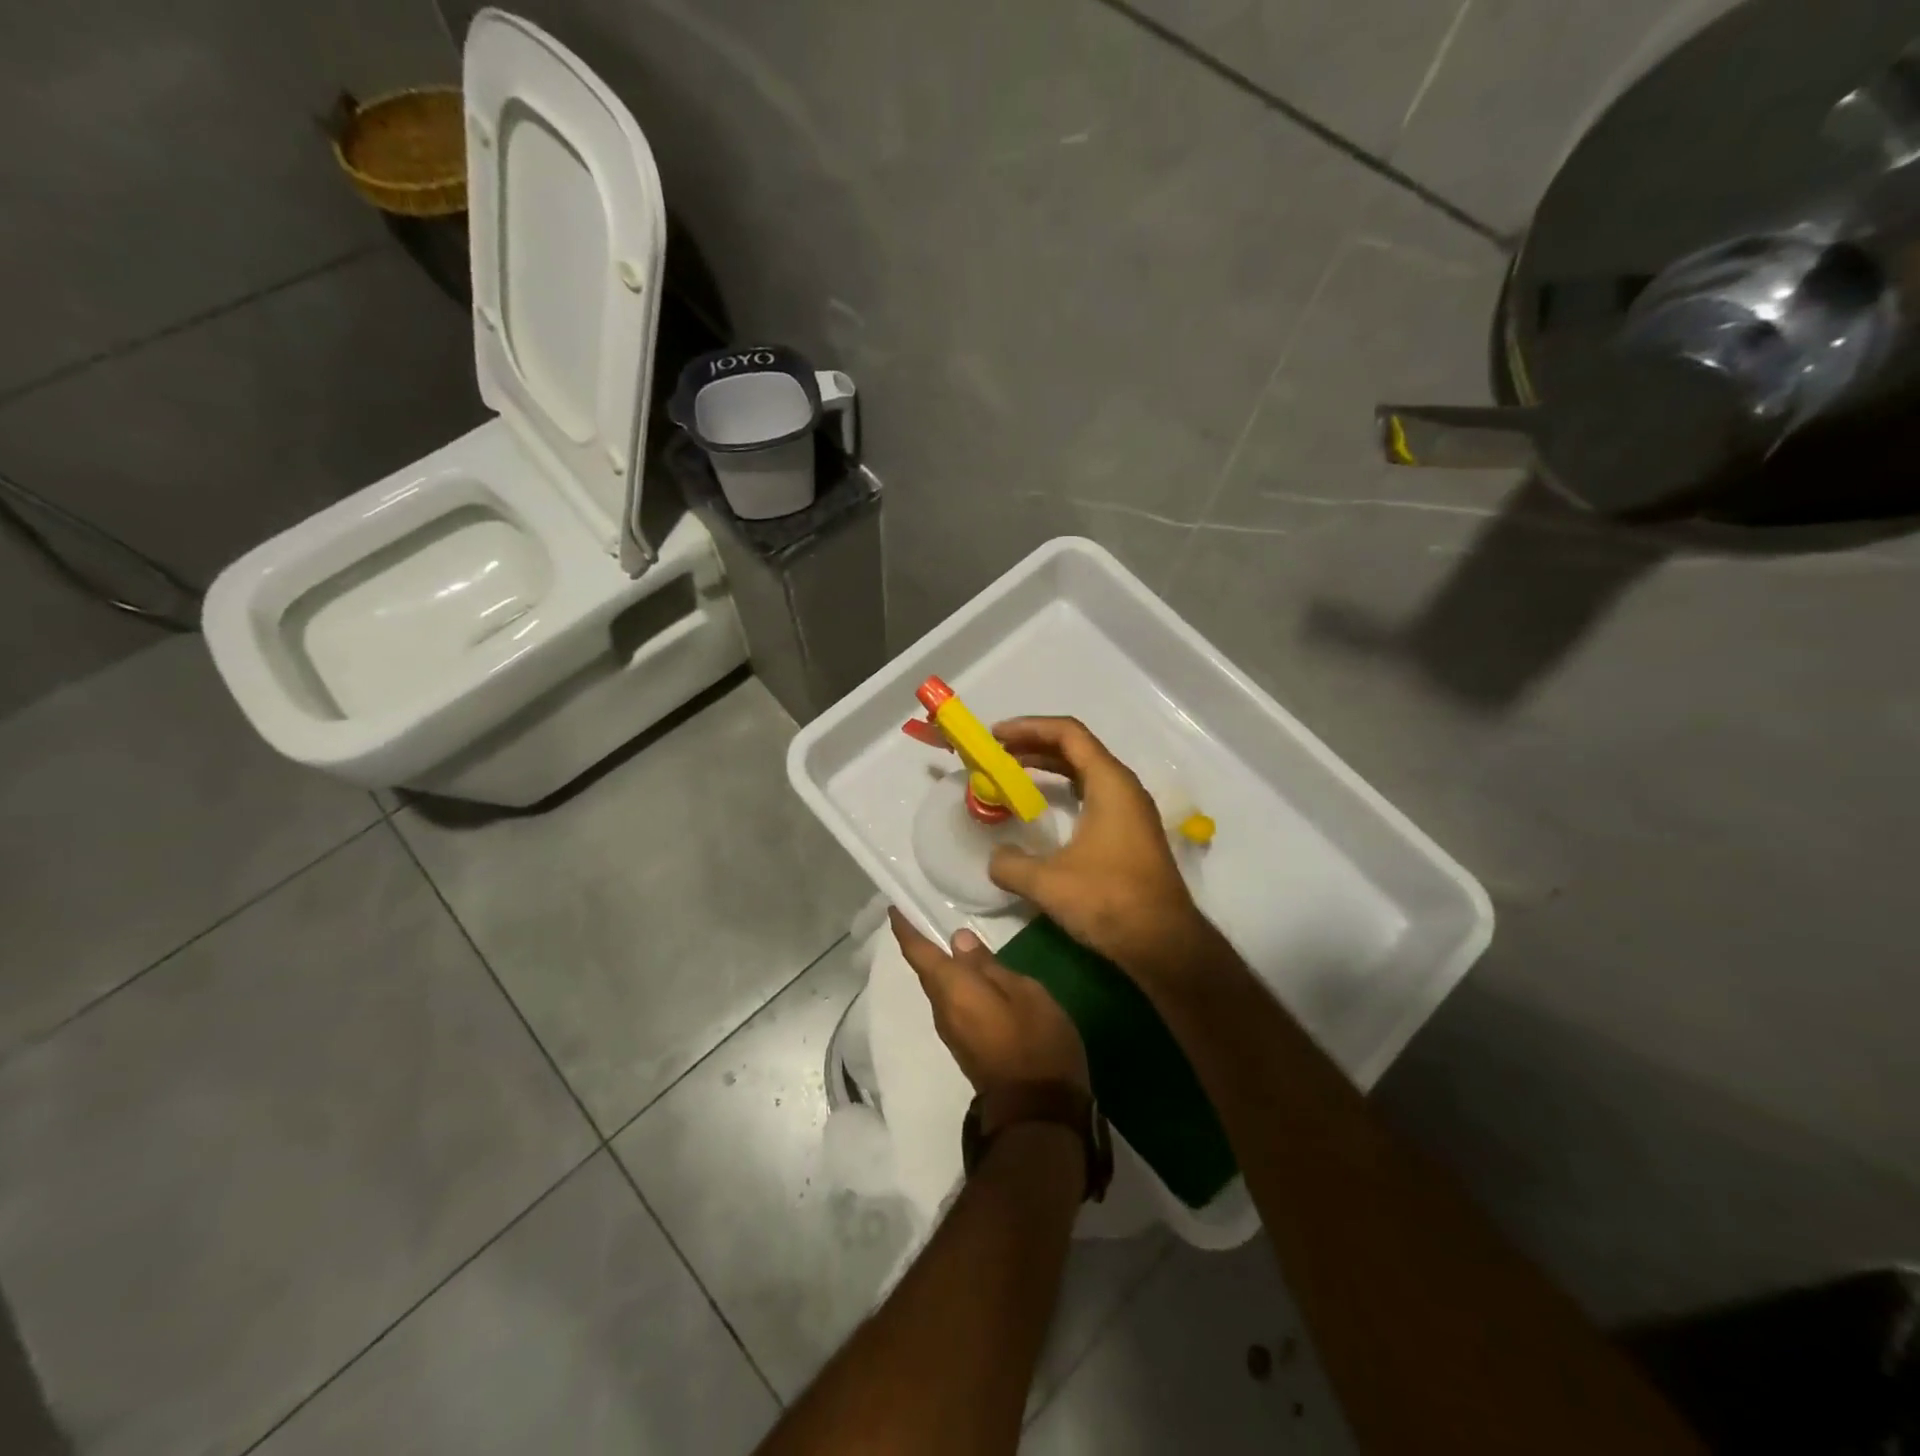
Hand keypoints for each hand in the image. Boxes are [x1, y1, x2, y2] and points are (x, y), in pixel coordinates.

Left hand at [888, 910, 1088, 1105]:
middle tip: (929, 914)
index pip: (919, 953)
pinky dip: (956, 984)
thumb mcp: (1025, 994)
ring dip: (942, 966)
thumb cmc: (1035, 1044)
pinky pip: (953, 1004)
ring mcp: (952, 1032)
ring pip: (941, 988)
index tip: (894, 906)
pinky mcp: (965, 1046)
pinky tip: (974, 976)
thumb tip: (958, 941)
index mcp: (953, 990)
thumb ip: (989, 966)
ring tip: (955, 942)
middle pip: (928, 971)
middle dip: (924, 944)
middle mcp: (943, 1010)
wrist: (1037, 1114)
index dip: (904, 928)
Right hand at [987, 716, 1214, 981]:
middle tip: (996, 754)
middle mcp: (1123, 788)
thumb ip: (1010, 864)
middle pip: (1075, 748)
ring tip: (1011, 774)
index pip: (1067, 733)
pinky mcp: (1130, 833)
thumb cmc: (1109, 900)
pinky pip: (1091, 795)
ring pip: (1084, 772)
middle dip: (1033, 746)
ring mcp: (1130, 811)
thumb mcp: (1047, 882)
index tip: (995, 736)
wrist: (1164, 943)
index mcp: (1110, 783)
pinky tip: (1041, 809)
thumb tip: (995, 859)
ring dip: (1048, 768)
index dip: (1028, 727)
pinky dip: (1062, 791)